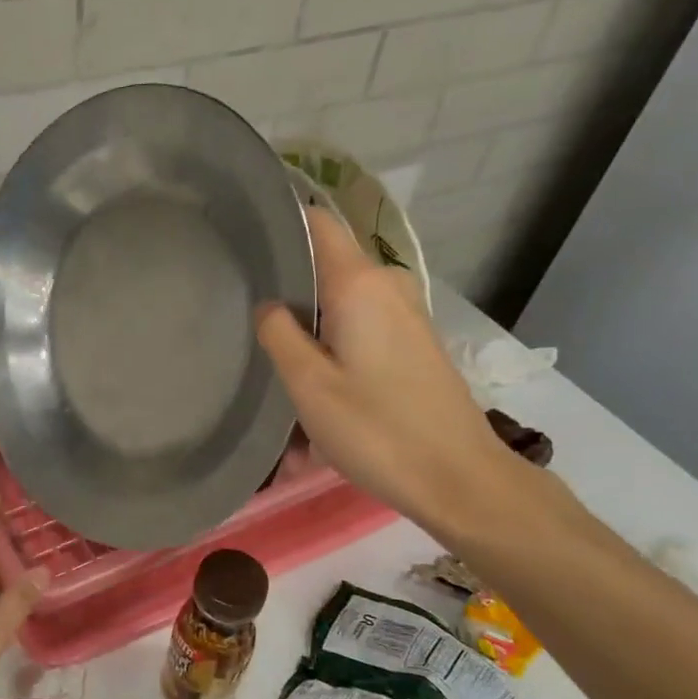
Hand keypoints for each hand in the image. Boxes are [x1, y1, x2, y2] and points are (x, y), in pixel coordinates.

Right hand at [257, 205, 516, 533]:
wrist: (458, 477)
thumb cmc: (377, 430)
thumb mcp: (309, 385)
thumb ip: (279, 334)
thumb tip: (268, 305)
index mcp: (359, 285)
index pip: (318, 223)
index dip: (280, 221)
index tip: (241, 235)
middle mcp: (387, 287)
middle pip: (325, 264)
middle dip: (286, 282)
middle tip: (239, 307)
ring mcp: (405, 315)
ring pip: (340, 300)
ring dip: (307, 322)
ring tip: (269, 351)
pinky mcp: (412, 343)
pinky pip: (359, 326)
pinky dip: (331, 342)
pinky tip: (310, 378)